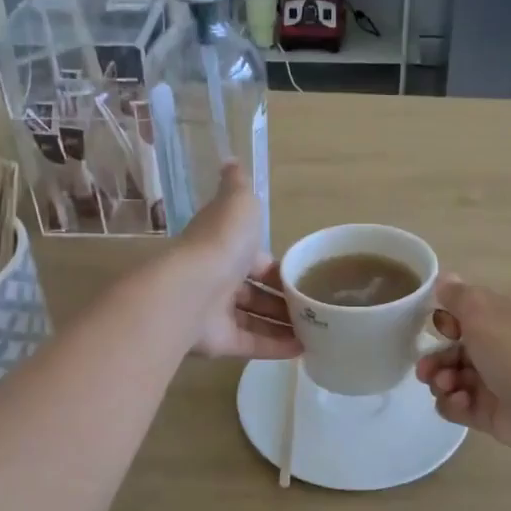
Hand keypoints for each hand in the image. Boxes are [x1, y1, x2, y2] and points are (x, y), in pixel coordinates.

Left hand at [176, 163, 300, 361]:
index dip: (278, 267)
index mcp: (223, 247)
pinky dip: (277, 347)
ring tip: (319, 330)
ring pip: (256, 319)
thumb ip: (238, 185)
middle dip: (284, 299)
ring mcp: (217, 313)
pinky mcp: (220, 342)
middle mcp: (218, 280)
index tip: (304, 275)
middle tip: (316, 306)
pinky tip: (304, 349)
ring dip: (284, 324)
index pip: (255, 258)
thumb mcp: (238, 204)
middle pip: (256, 291)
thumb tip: (231, 161)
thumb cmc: (222, 243)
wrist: (191, 290)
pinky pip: (253, 344)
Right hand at [413, 276, 510, 462]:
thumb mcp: (484, 315)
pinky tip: (462, 403)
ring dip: (440, 381)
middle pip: (450, 351)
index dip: (444, 320)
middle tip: (426, 369)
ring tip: (448, 386)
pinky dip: (452, 404)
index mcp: (498, 321)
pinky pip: (456, 407)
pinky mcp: (487, 413)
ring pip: (449, 379)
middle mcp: (494, 350)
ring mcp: (491, 384)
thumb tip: (443, 277)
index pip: (463, 315)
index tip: (439, 327)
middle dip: (433, 358)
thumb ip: (459, 296)